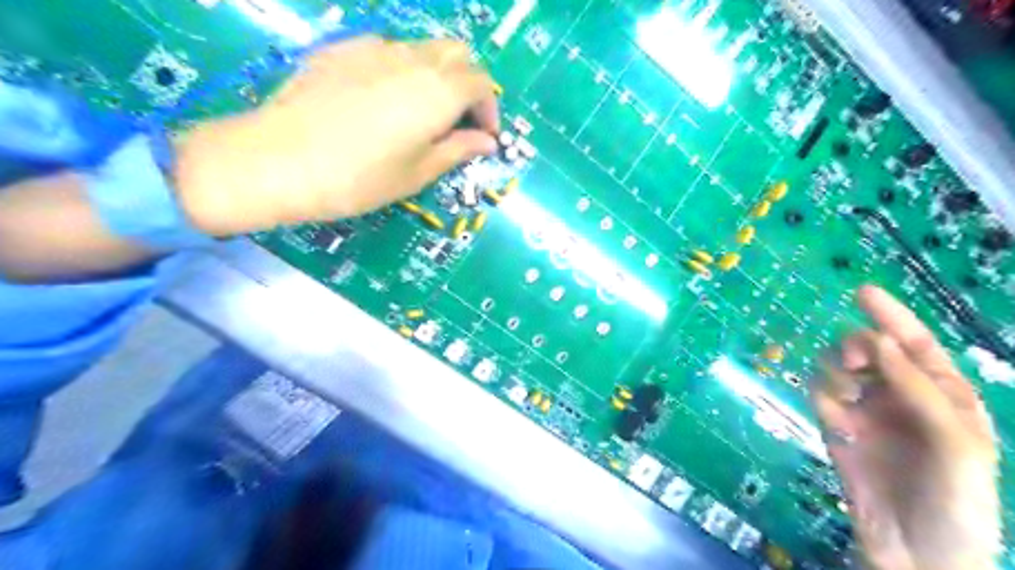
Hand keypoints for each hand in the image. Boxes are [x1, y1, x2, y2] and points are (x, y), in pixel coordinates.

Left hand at [173, 35, 497, 234]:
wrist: (278, 160)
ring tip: (423, 112)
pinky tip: (384, 100)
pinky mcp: (343, 49)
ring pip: (423, 48)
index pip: (481, 83)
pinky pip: (388, 49)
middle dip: (469, 84)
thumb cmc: (359, 178)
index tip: (485, 137)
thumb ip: (457, 151)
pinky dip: (403, 69)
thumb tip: (486, 143)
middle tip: (460, 121)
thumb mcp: (417, 173)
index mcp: (437, 91)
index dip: (490, 109)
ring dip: (437, 75)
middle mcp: (412, 58)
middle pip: (458, 54)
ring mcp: (374, 47)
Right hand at [814, 284, 996, 568]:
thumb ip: (919, 390)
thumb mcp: (956, 445)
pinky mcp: (836, 428)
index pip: (916, 345)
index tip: (861, 292)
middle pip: (868, 351)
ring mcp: (865, 412)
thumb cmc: (955, 502)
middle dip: (855, 348)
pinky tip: (838, 426)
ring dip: (835, 375)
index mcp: (942, 397)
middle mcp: (900, 397)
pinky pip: (819, 397)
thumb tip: (879, 341)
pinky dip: (823, 402)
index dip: (892, 316)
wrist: (916, 554)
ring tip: (845, 402)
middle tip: (852, 362)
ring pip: (836, 369)